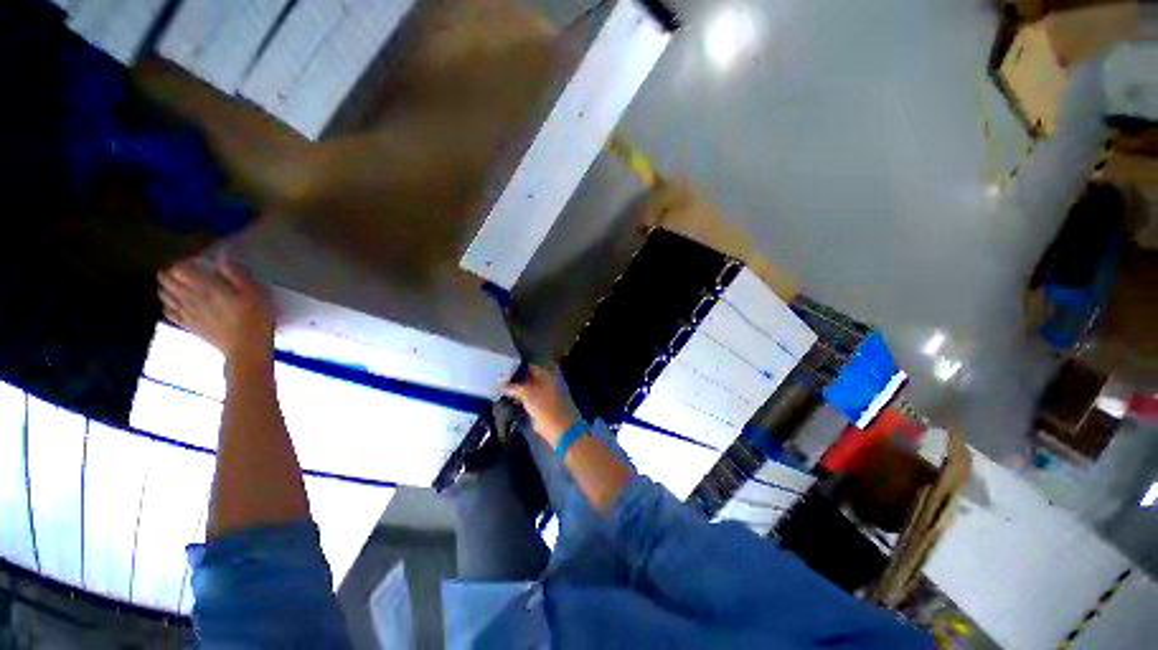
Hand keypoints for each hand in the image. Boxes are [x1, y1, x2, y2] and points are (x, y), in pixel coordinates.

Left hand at [158, 250, 274, 363]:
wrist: (247, 349)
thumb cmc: (256, 318)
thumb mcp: (255, 293)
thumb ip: (236, 273)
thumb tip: (223, 253)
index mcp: (206, 287)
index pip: (180, 268)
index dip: (184, 262)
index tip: (194, 261)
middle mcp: (190, 297)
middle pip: (168, 280)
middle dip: (170, 273)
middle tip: (181, 270)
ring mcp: (186, 313)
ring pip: (164, 294)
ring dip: (166, 287)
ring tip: (173, 283)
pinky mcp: (188, 326)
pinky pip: (168, 312)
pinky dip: (167, 305)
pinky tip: (172, 304)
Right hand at [502, 365, 581, 446]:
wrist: (559, 427)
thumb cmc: (544, 406)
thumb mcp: (527, 393)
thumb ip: (513, 387)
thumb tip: (501, 384)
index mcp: (546, 374)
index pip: (528, 367)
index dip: (515, 369)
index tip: (501, 371)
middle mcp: (546, 381)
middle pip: (528, 378)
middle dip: (514, 380)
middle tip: (498, 381)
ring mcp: (545, 394)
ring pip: (528, 389)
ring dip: (516, 390)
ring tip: (500, 391)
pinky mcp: (542, 406)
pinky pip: (529, 399)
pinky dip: (520, 399)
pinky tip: (508, 401)